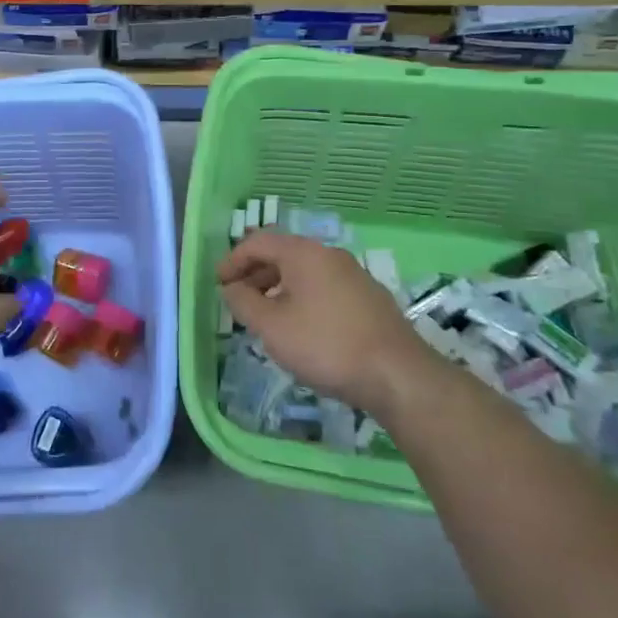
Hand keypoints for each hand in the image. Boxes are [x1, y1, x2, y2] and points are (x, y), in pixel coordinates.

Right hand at [217, 231, 433, 414]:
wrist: (398, 375)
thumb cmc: (325, 345)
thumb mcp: (272, 327)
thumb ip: (243, 303)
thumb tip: (231, 288)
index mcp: (304, 253)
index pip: (258, 242)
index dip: (233, 260)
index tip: (219, 285)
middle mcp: (330, 254)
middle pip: (283, 253)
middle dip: (255, 274)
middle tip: (238, 300)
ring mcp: (354, 275)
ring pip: (305, 272)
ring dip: (278, 287)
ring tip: (266, 316)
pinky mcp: (369, 298)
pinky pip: (324, 287)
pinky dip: (303, 297)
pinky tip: (302, 327)